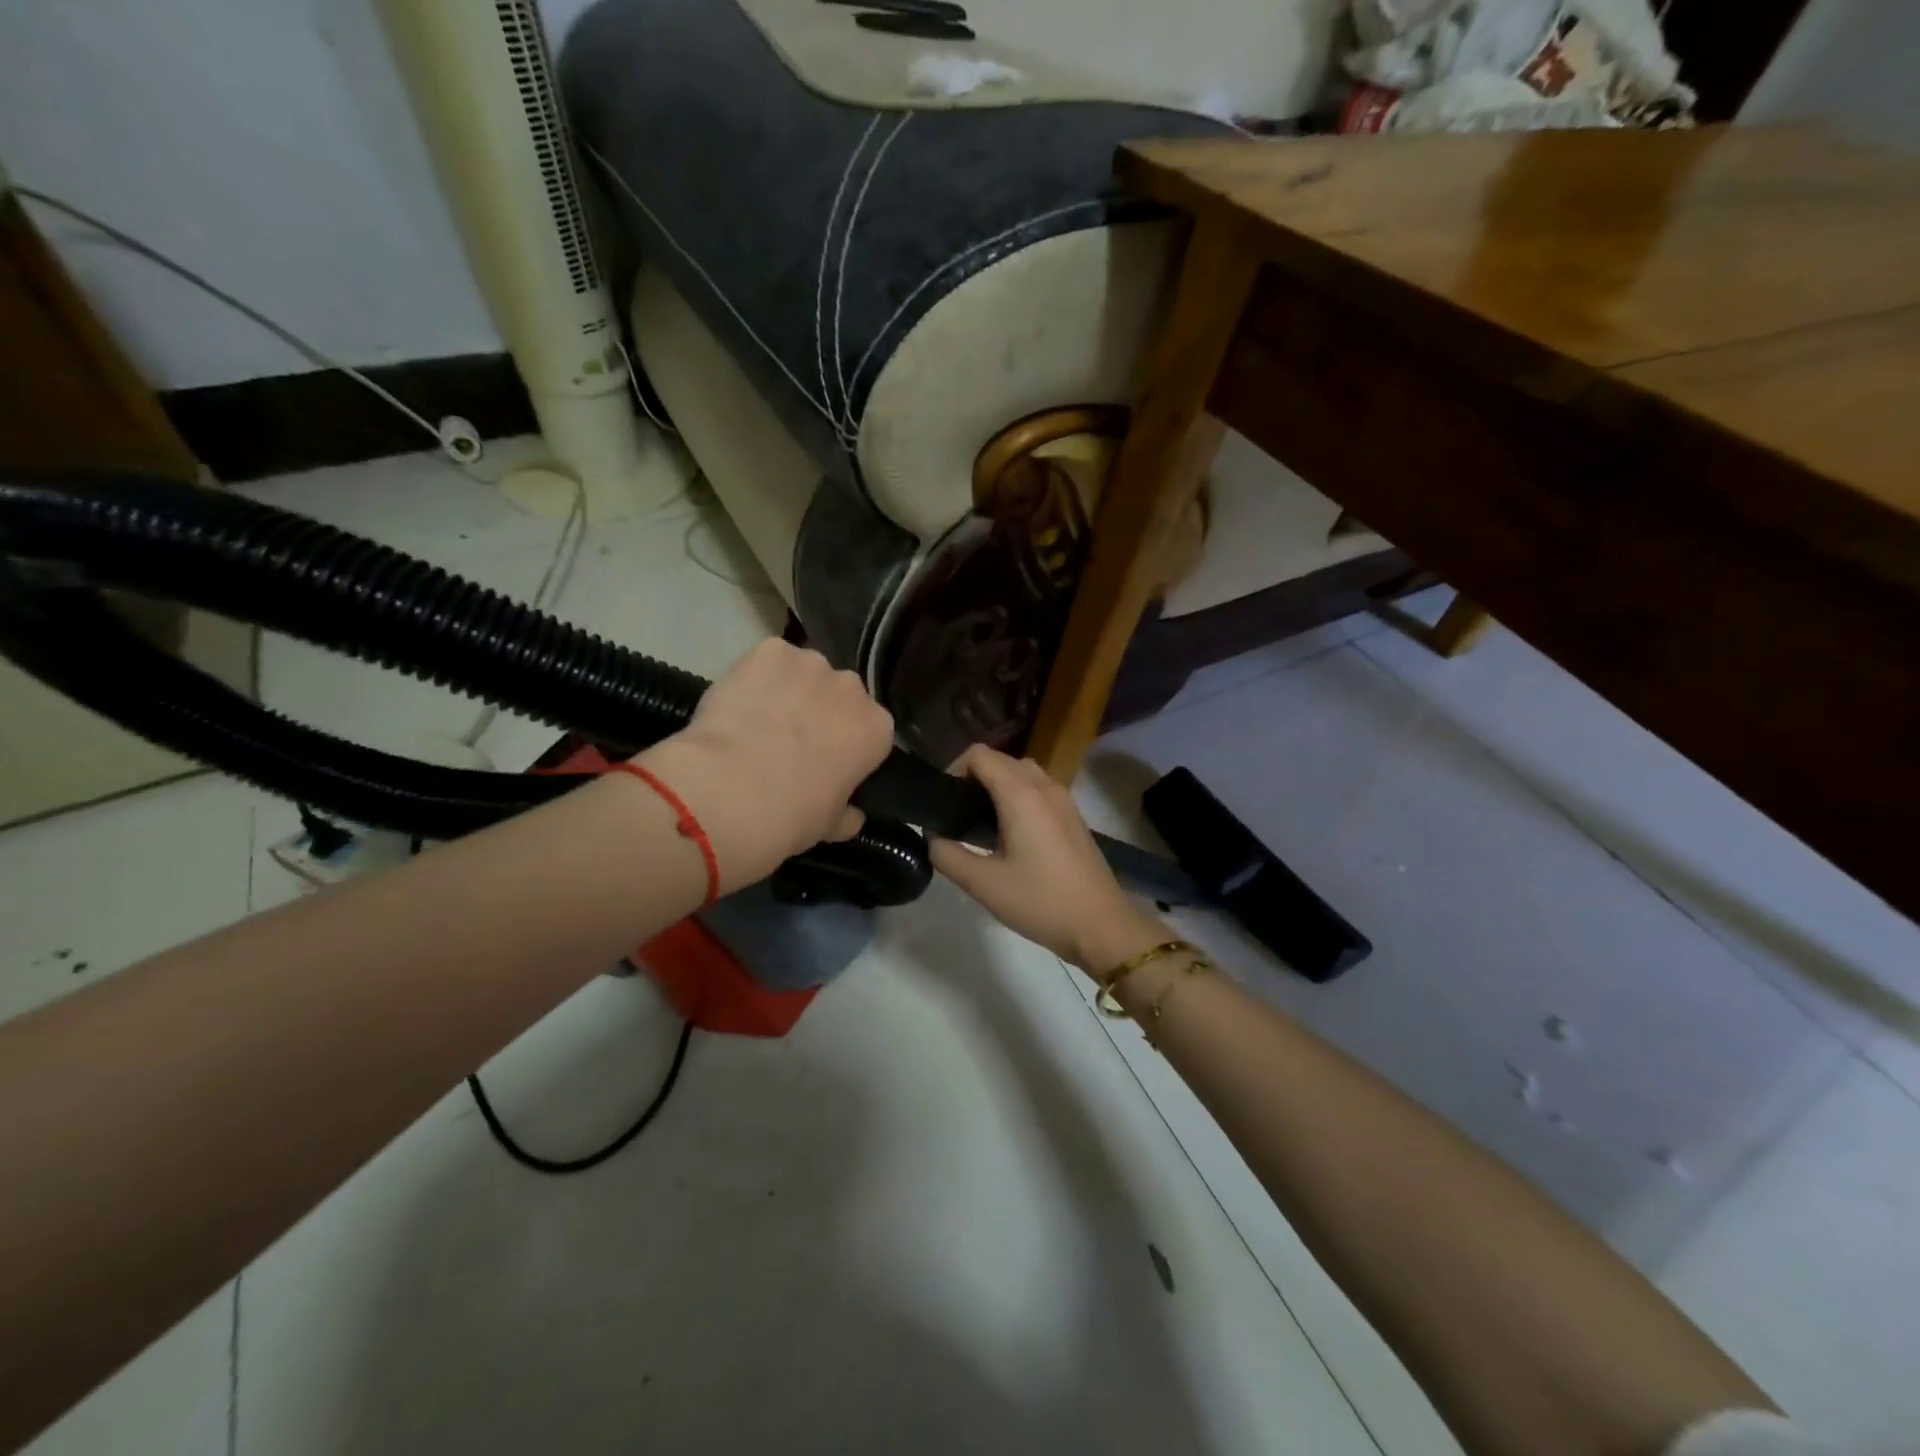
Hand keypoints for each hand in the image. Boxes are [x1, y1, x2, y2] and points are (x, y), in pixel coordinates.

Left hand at [635, 639, 894, 893]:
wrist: (729, 792)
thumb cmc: (790, 816)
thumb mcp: (828, 825)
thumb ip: (846, 814)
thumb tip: (852, 816)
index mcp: (877, 729)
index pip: (870, 731)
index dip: (846, 746)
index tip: (827, 764)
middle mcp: (852, 688)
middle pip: (839, 695)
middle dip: (821, 712)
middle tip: (790, 743)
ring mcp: (811, 663)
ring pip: (802, 674)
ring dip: (788, 691)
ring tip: (757, 721)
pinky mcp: (769, 650)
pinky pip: (768, 660)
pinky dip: (755, 677)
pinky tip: (737, 703)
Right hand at [930, 745, 1166, 974]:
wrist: (1101, 924)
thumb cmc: (1040, 901)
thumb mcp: (984, 884)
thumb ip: (948, 856)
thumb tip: (932, 837)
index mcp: (1021, 794)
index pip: (979, 754)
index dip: (954, 769)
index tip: (943, 801)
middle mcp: (1044, 786)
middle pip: (1001, 760)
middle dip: (974, 778)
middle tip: (956, 815)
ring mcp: (1063, 799)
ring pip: (1022, 773)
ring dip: (998, 786)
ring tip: (980, 824)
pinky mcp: (1073, 816)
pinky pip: (1039, 789)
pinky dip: (1018, 797)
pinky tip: (1010, 835)